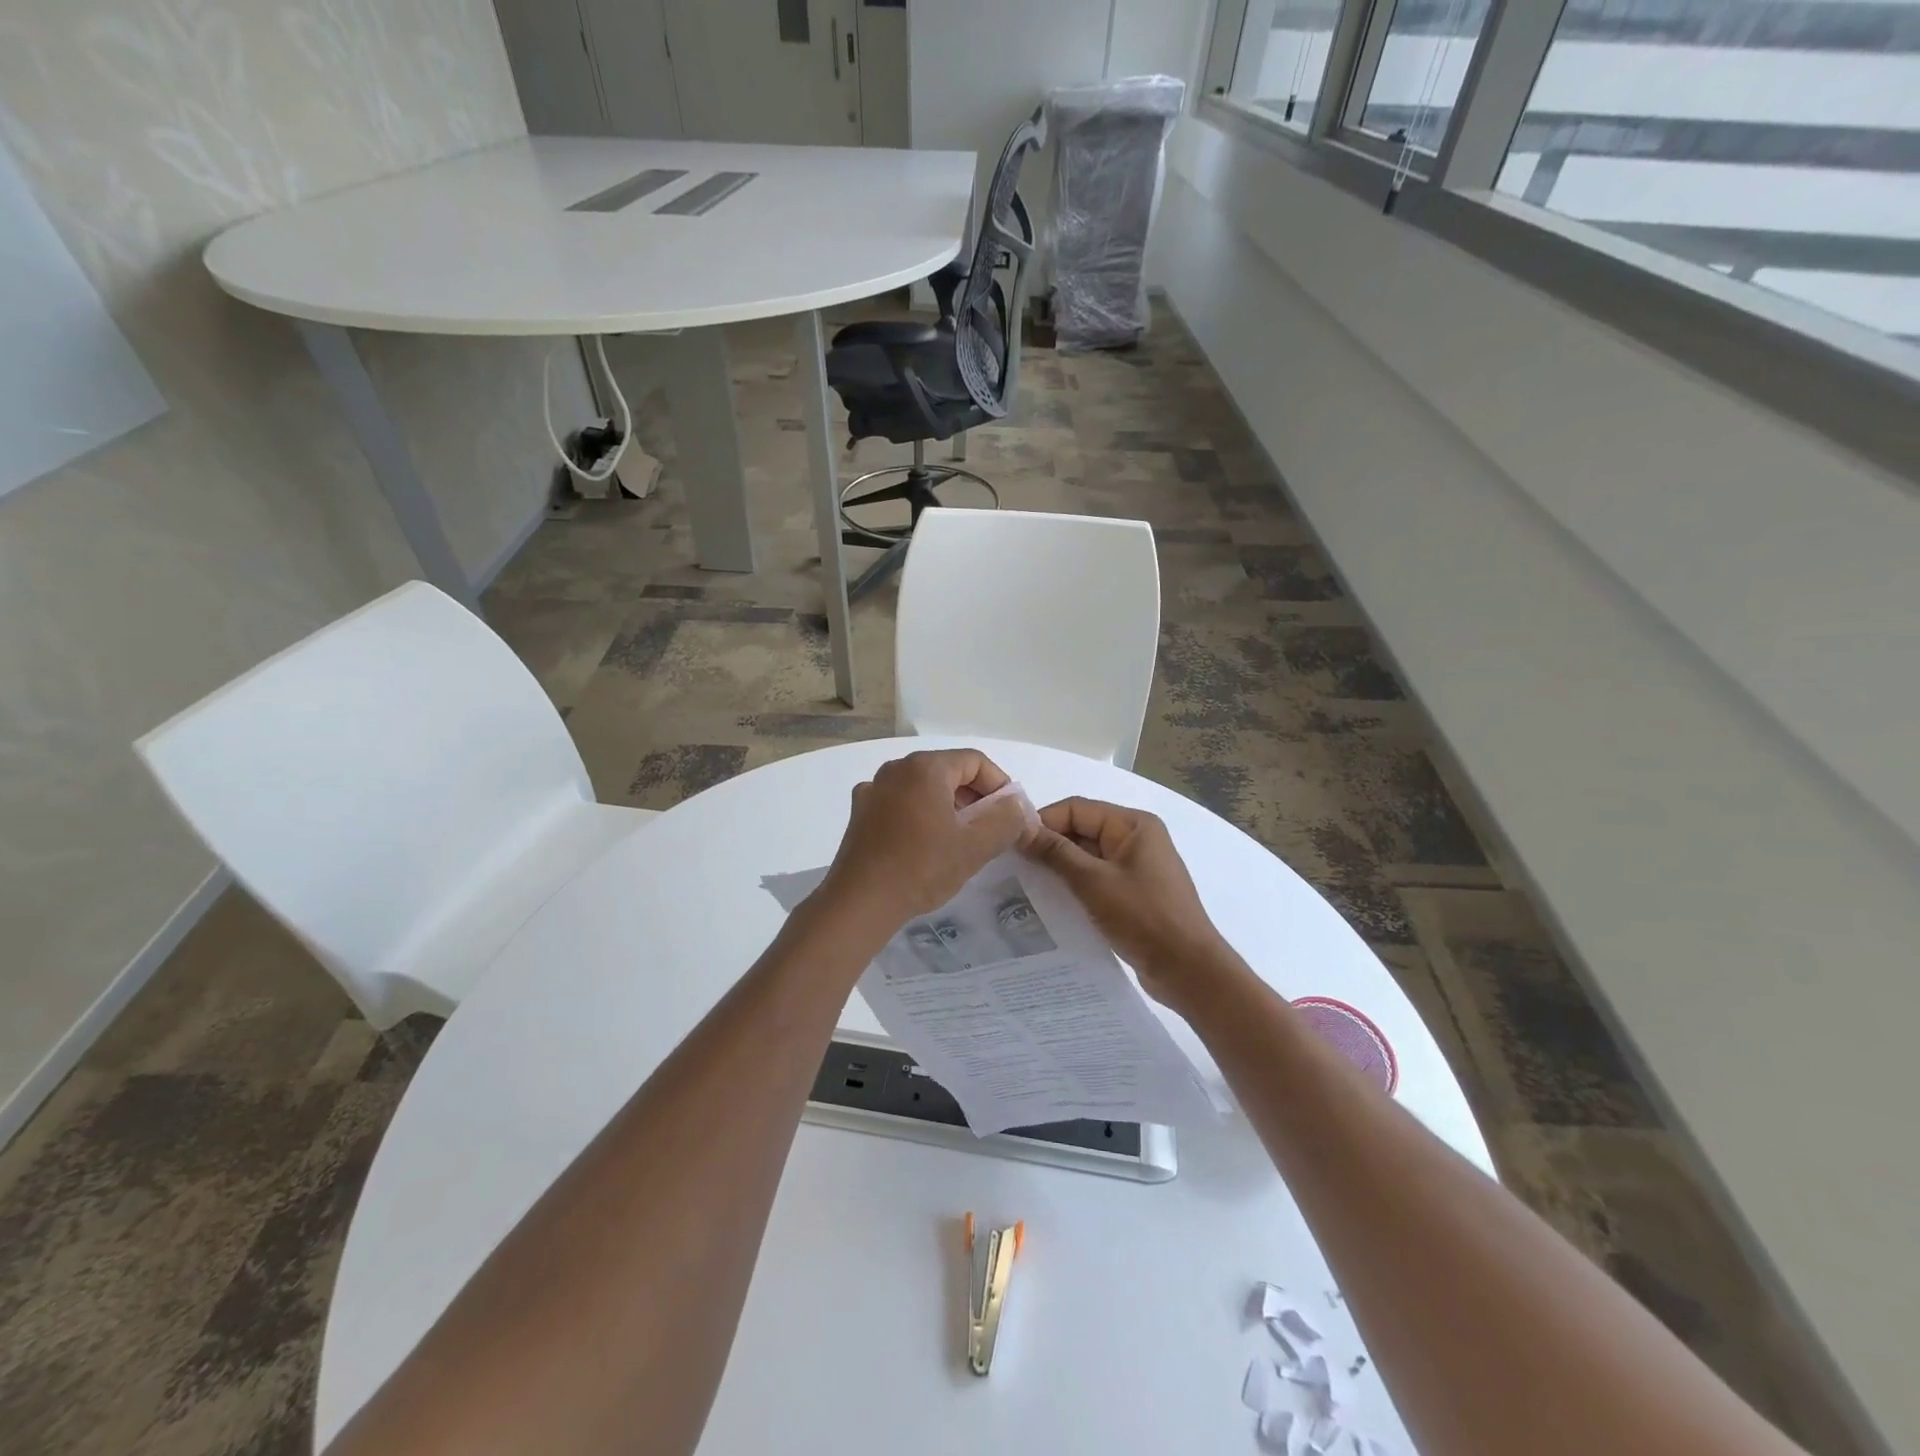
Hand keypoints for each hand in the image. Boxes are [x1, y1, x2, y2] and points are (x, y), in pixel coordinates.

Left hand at [816, 750, 1030, 934]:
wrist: (860, 903)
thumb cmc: (921, 868)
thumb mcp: (975, 846)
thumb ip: (1005, 819)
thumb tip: (1015, 804)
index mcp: (924, 767)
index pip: (975, 761)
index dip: (1000, 785)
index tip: (1011, 815)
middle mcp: (896, 769)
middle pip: (948, 772)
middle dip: (975, 797)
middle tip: (990, 830)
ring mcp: (873, 790)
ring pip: (924, 788)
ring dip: (948, 808)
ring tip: (961, 841)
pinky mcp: (860, 813)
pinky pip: (901, 804)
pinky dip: (921, 816)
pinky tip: (925, 846)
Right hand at [1022, 797, 1241, 1009]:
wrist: (1189, 971)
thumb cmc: (1143, 917)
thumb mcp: (1093, 881)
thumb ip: (1055, 852)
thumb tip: (1020, 828)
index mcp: (1133, 825)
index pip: (1076, 809)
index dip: (1043, 821)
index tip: (1011, 843)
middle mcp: (1136, 839)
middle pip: (1081, 831)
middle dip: (1049, 846)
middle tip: (1013, 866)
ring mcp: (1136, 868)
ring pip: (1086, 857)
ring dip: (1059, 869)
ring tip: (1024, 884)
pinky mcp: (1133, 894)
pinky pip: (1096, 880)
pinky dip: (1074, 886)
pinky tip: (1050, 902)